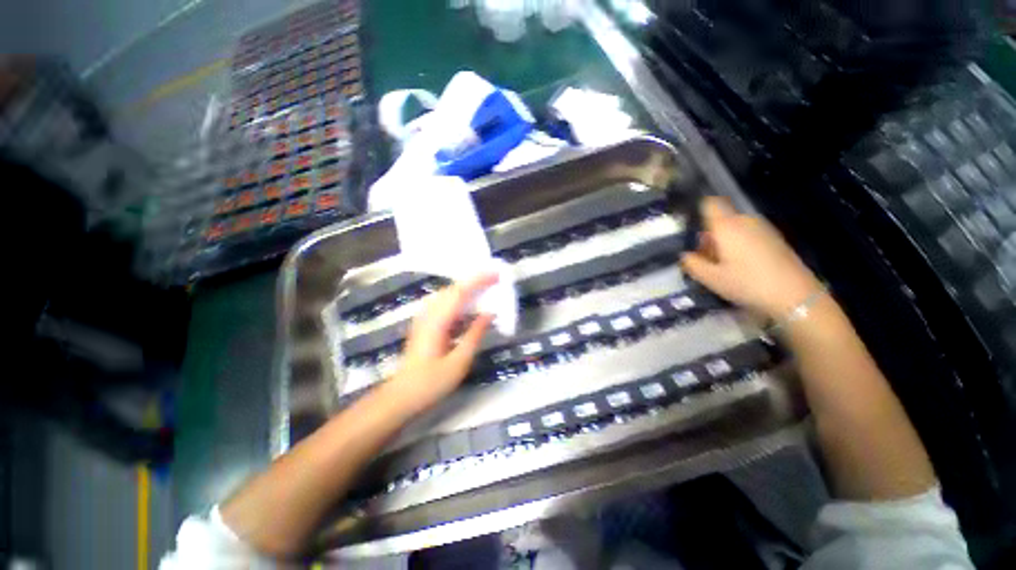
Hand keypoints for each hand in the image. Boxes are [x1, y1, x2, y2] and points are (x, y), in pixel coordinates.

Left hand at [388, 273, 497, 411]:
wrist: (401, 397)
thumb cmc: (431, 383)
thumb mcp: (458, 362)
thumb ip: (475, 335)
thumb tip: (489, 313)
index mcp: (437, 322)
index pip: (460, 292)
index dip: (479, 280)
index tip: (496, 274)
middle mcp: (429, 314)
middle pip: (452, 289)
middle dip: (474, 281)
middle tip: (495, 279)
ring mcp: (424, 319)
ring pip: (447, 295)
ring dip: (466, 289)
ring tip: (484, 288)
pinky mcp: (424, 325)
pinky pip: (443, 304)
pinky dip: (458, 299)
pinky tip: (467, 306)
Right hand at [681, 197, 821, 319]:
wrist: (795, 295)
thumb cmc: (747, 284)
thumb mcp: (711, 279)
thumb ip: (692, 264)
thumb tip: (685, 255)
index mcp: (727, 227)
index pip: (710, 204)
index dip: (698, 210)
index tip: (691, 227)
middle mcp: (745, 221)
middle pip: (721, 219)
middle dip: (710, 235)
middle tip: (705, 258)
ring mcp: (762, 228)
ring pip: (735, 228)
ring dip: (724, 241)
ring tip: (723, 265)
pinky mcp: (774, 238)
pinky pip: (748, 234)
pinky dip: (739, 245)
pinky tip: (742, 266)